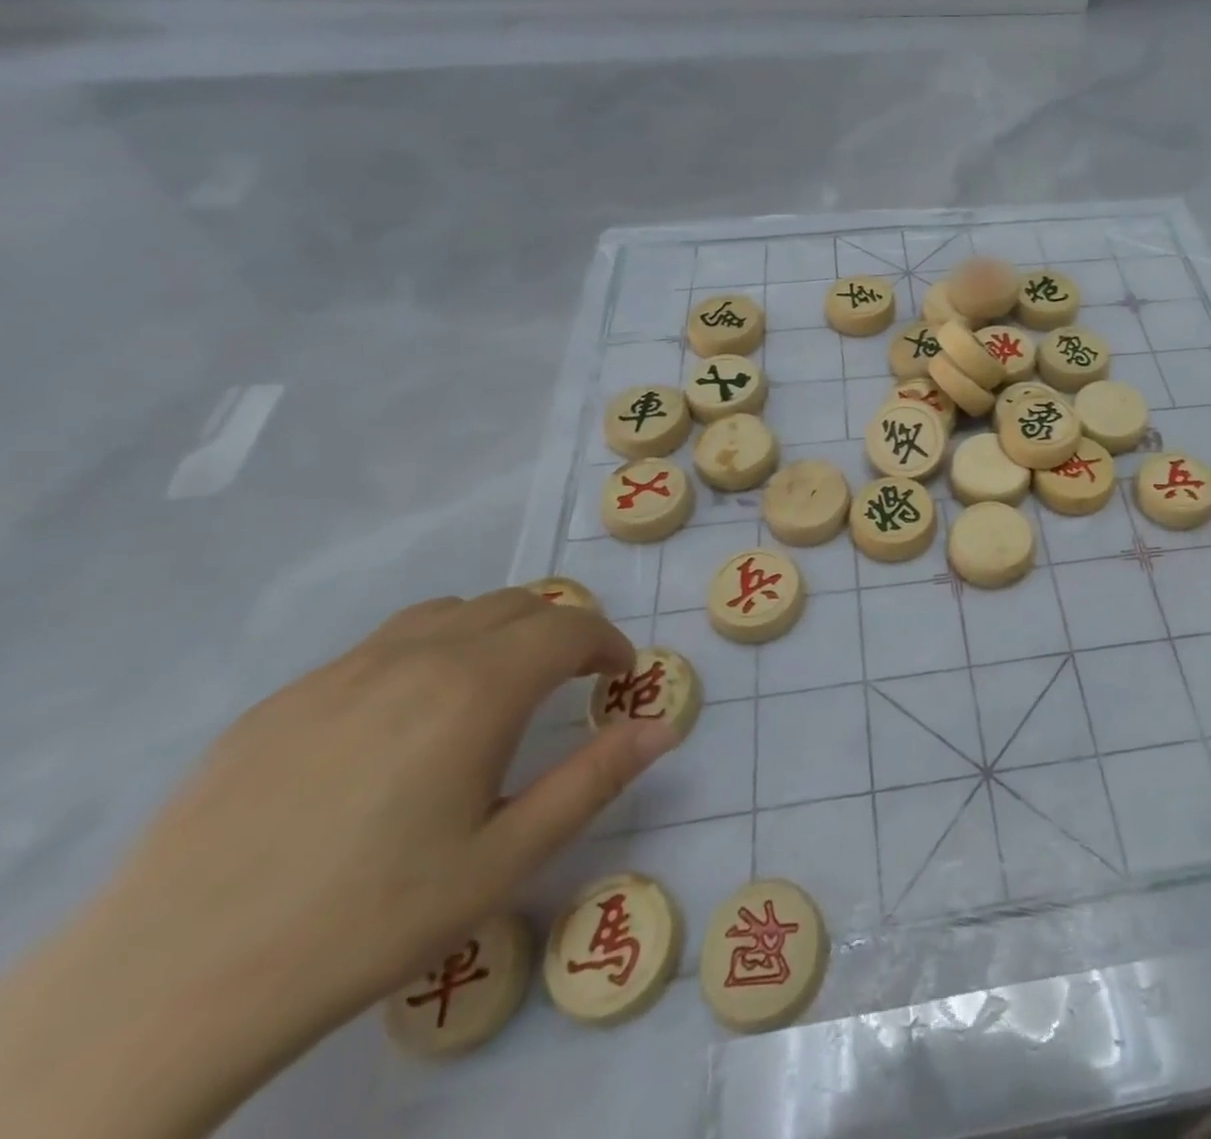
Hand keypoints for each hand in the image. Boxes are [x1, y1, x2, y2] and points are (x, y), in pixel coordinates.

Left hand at [0, 588, 681, 1138]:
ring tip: (498, 688)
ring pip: (450, 612)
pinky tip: (406, 722)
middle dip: (562, 631)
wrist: (165, 988)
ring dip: (497, 631)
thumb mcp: (504, 860)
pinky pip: (384, 643)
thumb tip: (662, 726)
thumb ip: (594, 780)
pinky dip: (432, 651)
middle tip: (571, 683)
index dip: (608, 643)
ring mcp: (342, 671)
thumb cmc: (367, 921)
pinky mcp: (285, 699)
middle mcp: (417, 656)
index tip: (619, 678)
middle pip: (516, 605)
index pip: (570, 626)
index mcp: (477, 688)